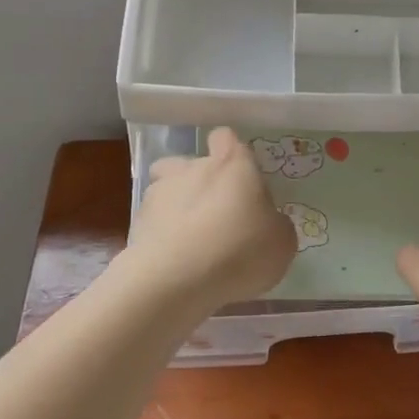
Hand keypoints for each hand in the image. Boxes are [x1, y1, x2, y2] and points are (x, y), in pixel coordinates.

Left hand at [124, 127, 296, 310]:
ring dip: (176, 206)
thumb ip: (275, 224)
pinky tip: (174, 261)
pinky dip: (161, 235)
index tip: (241, 178)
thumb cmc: (240, 250)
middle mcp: (193, 167)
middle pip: (190, 163)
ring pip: (166, 188)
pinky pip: (153, 222)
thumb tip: (266, 222)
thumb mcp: (281, 242)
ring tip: (189, 239)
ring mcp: (159, 193)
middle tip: (215, 214)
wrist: (176, 280)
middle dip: (200, 182)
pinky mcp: (137, 223)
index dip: (232, 154)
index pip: (226, 138)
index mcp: (232, 164)